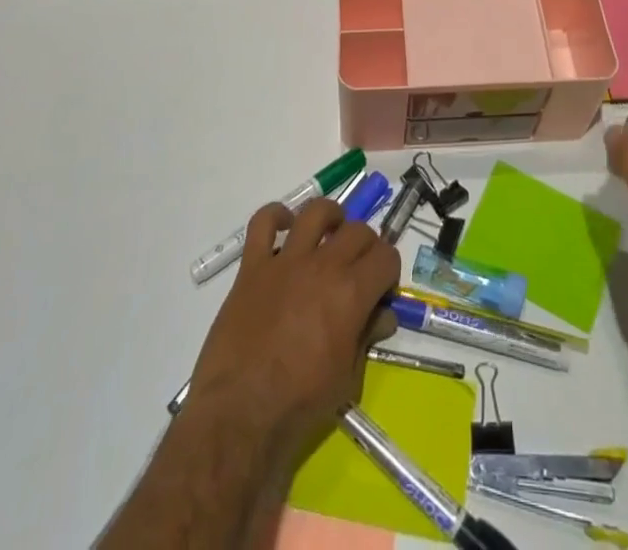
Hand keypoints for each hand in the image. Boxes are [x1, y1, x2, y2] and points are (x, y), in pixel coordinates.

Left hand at [184, 198, 399, 466]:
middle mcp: (323, 265)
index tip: (381, 288)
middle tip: (357, 269)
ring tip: (330, 233)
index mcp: (351, 292)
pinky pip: (263, 222)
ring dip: (330, 218)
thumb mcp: (347, 378)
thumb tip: (382, 315)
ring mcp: (286, 261)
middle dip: (366, 246)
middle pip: (357, 230)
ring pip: (316, 212)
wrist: (239, 415)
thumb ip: (367, 337)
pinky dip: (275, 216)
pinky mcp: (253, 266)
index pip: (386, 256)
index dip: (388, 271)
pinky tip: (284, 228)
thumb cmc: (299, 404)